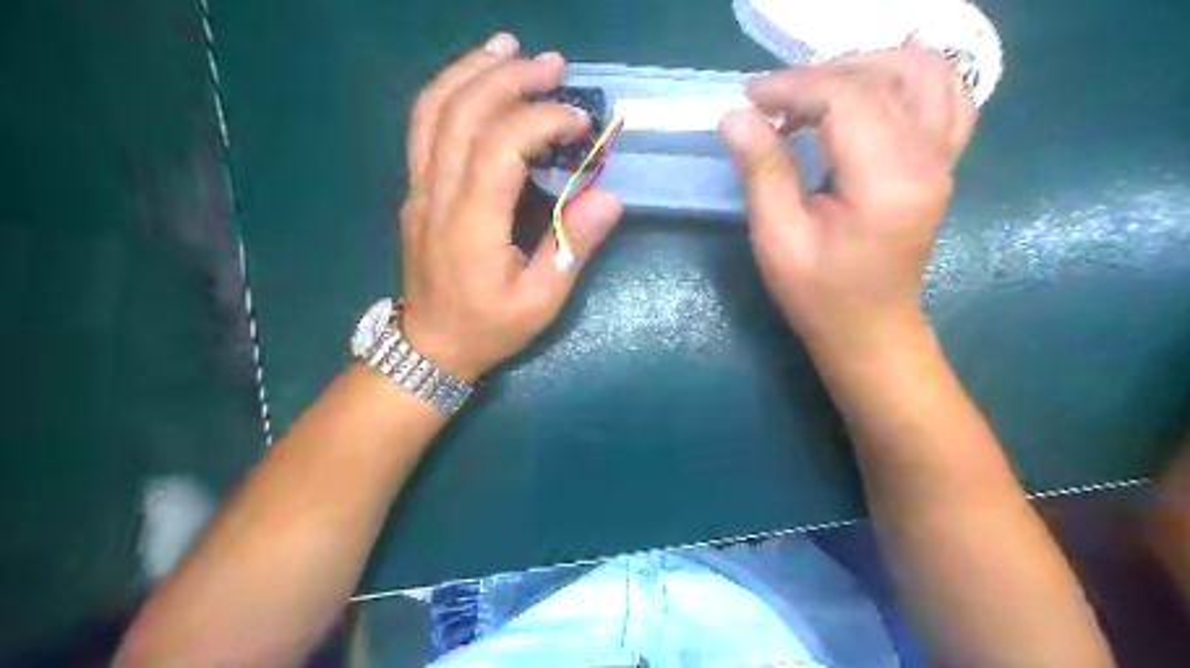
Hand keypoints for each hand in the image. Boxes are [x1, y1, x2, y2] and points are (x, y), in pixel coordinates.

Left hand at [400, 34, 624, 379]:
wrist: (429, 346)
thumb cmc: (489, 327)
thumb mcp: (541, 301)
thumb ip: (572, 246)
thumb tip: (610, 198)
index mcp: (471, 224)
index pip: (500, 146)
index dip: (541, 122)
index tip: (580, 125)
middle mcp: (437, 194)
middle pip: (463, 112)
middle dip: (510, 79)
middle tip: (554, 65)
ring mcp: (418, 188)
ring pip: (433, 109)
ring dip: (473, 70)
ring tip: (510, 48)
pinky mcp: (415, 189)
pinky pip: (424, 126)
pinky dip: (450, 90)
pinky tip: (476, 78)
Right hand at [719, 47, 969, 354]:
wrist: (869, 330)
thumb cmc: (819, 295)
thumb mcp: (778, 240)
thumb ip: (762, 172)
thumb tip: (736, 116)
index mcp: (886, 182)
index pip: (847, 99)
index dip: (794, 86)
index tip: (750, 97)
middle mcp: (928, 159)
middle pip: (885, 76)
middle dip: (821, 73)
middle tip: (776, 98)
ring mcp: (944, 159)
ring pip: (924, 72)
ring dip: (865, 66)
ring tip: (817, 91)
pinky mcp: (942, 163)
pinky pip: (944, 95)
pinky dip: (908, 77)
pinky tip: (873, 86)